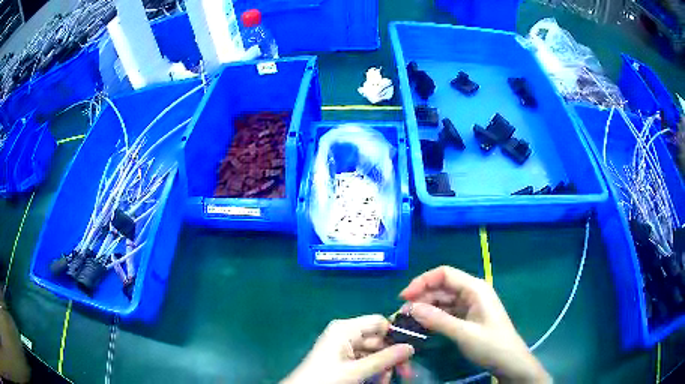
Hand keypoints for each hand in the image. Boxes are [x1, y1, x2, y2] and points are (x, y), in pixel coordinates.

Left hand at [282, 315, 414, 383]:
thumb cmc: (326, 378)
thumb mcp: (357, 370)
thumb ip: (384, 359)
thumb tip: (411, 347)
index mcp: (346, 329)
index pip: (379, 322)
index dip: (395, 334)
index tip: (411, 350)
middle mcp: (346, 334)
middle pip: (378, 340)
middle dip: (391, 357)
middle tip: (405, 373)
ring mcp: (344, 347)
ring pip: (374, 353)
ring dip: (383, 367)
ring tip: (386, 382)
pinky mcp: (343, 359)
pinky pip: (365, 361)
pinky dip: (374, 371)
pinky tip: (378, 381)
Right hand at [400, 266, 549, 383]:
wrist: (509, 361)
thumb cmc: (491, 345)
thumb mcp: (464, 333)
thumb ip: (438, 319)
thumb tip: (410, 307)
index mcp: (475, 288)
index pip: (444, 274)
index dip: (422, 281)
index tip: (403, 297)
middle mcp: (472, 292)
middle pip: (442, 286)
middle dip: (421, 296)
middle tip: (402, 313)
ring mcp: (470, 304)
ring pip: (443, 299)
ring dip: (426, 307)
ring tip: (408, 320)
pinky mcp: (468, 316)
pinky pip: (447, 311)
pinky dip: (434, 316)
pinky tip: (422, 325)